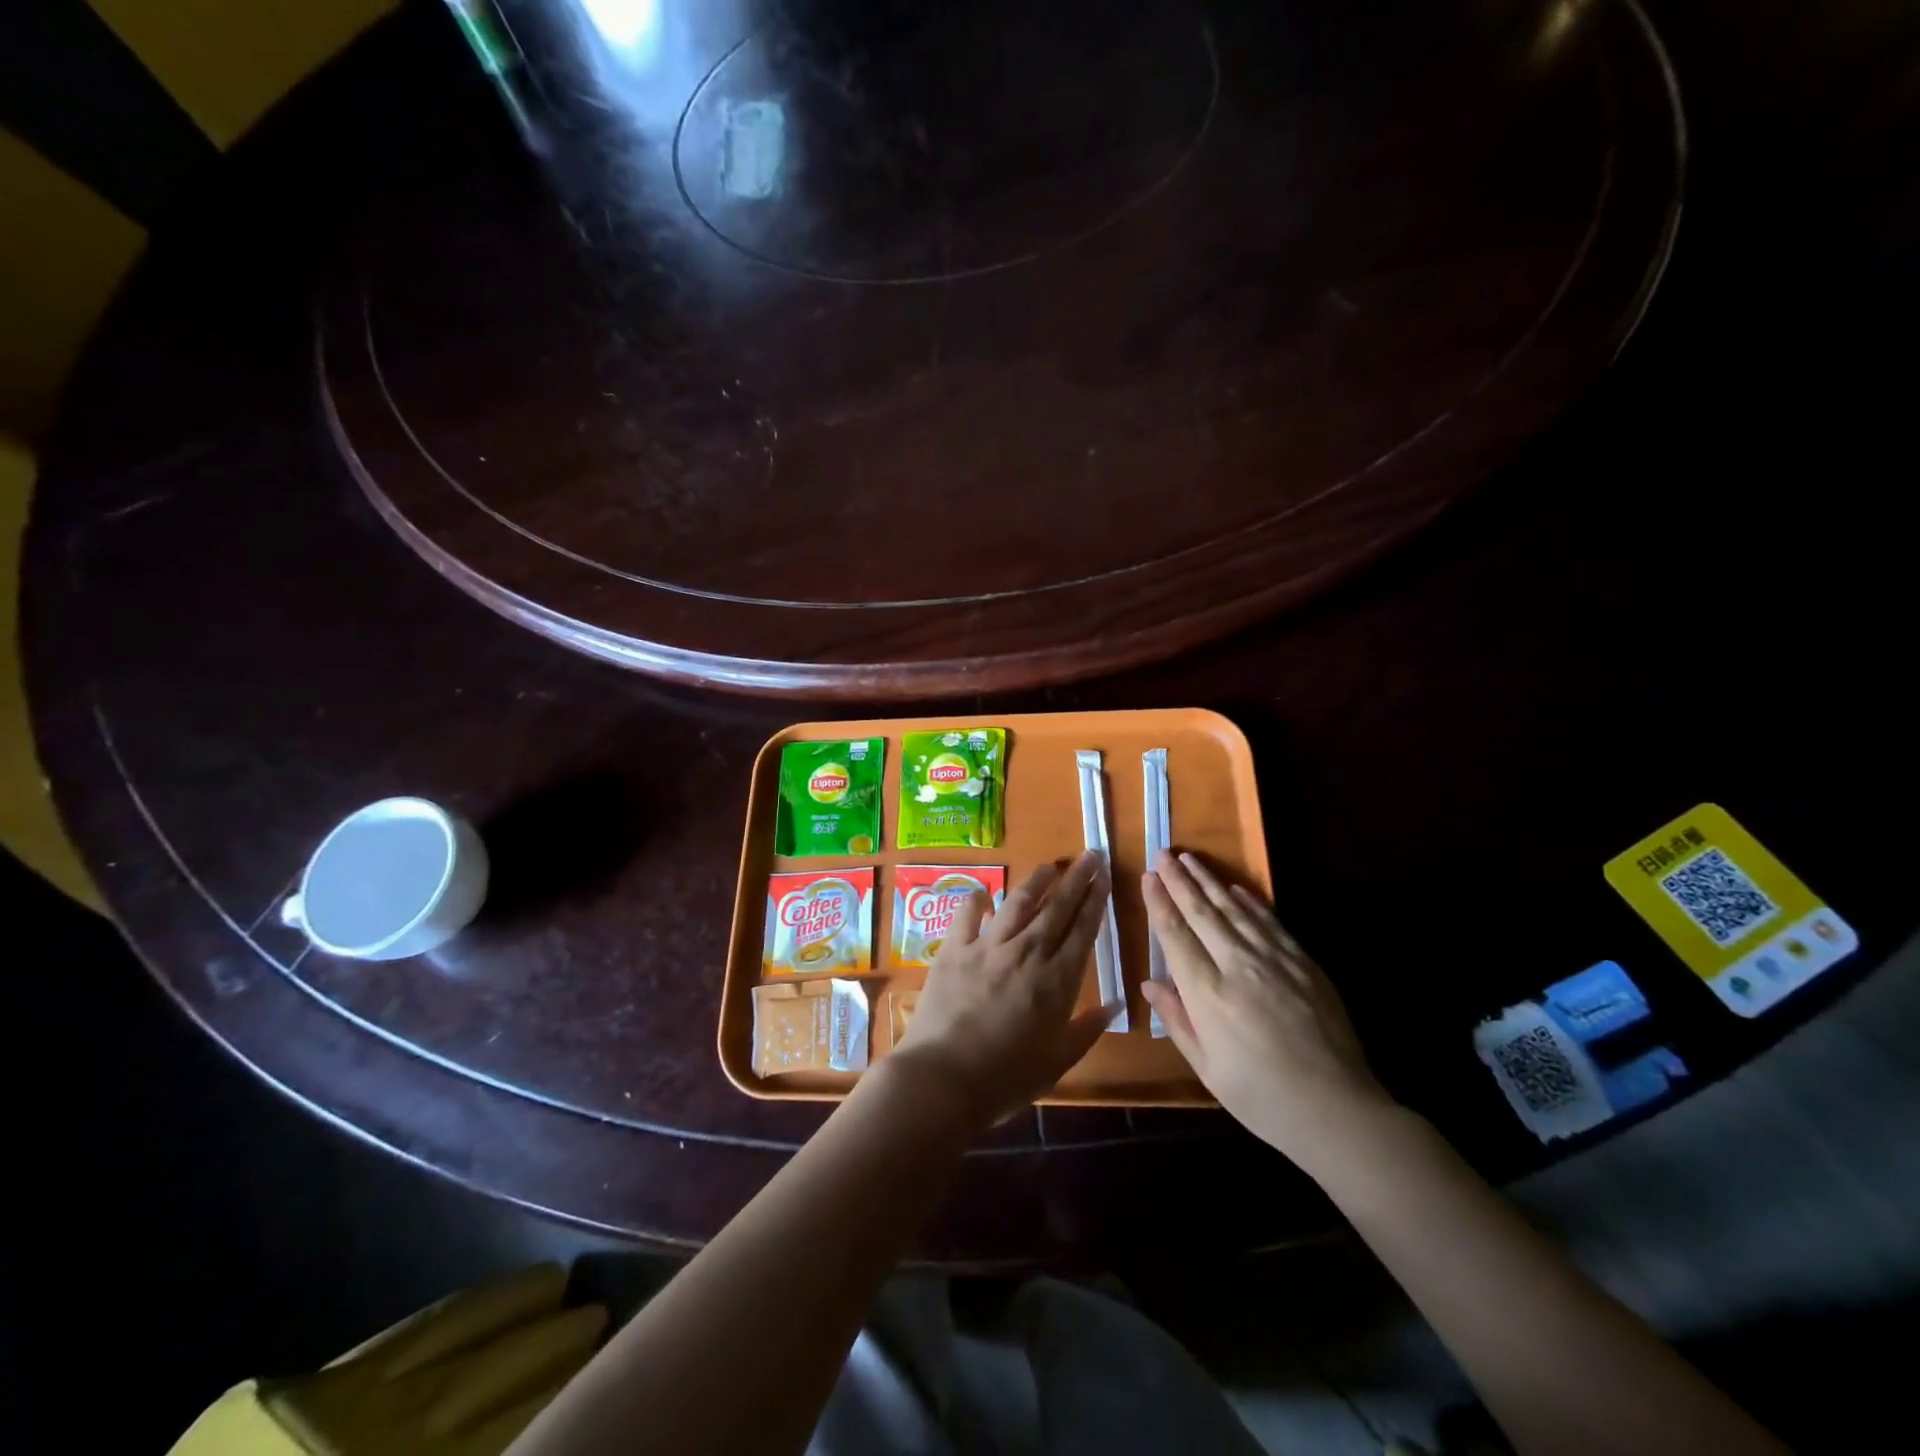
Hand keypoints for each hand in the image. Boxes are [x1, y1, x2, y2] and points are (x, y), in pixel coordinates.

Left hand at [889, 851, 1114, 1128]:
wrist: (944, 1078)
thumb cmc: (1006, 1078)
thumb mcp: (1057, 1063)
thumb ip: (1087, 1030)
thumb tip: (1115, 1004)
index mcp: (1056, 981)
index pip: (1083, 930)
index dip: (1096, 901)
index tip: (1106, 877)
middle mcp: (1027, 953)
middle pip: (1057, 908)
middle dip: (1077, 879)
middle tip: (1091, 854)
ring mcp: (988, 947)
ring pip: (1018, 902)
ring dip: (1037, 880)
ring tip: (1051, 865)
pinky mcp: (954, 949)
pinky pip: (967, 914)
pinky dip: (976, 900)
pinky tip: (983, 894)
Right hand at [1140, 849, 1394, 1172]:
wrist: (1338, 1111)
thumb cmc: (1262, 1098)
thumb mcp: (1207, 1069)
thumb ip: (1177, 1021)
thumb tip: (1149, 984)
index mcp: (1208, 995)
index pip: (1175, 936)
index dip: (1159, 903)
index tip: (1147, 877)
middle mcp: (1238, 967)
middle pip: (1202, 913)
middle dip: (1179, 881)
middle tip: (1163, 854)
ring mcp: (1275, 962)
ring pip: (1235, 910)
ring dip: (1209, 882)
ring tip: (1190, 859)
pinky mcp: (1304, 964)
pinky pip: (1271, 923)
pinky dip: (1250, 902)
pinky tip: (1236, 889)